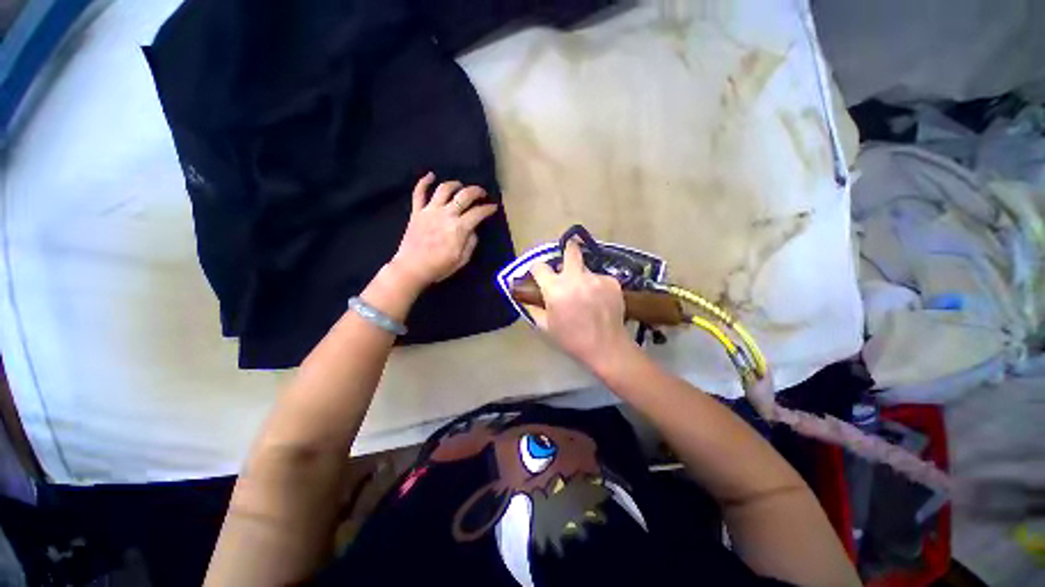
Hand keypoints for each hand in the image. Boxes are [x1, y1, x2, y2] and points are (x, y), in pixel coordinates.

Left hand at [390, 172, 498, 291]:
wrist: (412, 268)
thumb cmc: (439, 267)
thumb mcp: (462, 260)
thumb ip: (471, 243)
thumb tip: (473, 230)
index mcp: (459, 228)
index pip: (478, 213)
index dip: (488, 209)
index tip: (493, 207)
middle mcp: (446, 214)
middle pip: (464, 195)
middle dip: (476, 191)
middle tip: (482, 193)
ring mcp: (430, 211)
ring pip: (444, 189)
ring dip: (455, 184)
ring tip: (460, 186)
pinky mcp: (416, 212)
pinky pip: (419, 193)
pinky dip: (424, 182)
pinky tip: (430, 176)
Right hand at [528, 240, 636, 369]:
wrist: (606, 347)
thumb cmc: (571, 339)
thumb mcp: (545, 326)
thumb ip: (533, 308)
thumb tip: (524, 297)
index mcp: (555, 288)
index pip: (540, 266)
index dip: (537, 269)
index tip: (539, 274)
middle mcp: (575, 277)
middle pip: (570, 250)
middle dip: (567, 250)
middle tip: (567, 260)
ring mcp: (595, 278)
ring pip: (585, 268)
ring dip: (582, 277)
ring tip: (586, 294)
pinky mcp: (612, 282)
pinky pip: (599, 278)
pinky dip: (597, 286)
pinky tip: (599, 300)